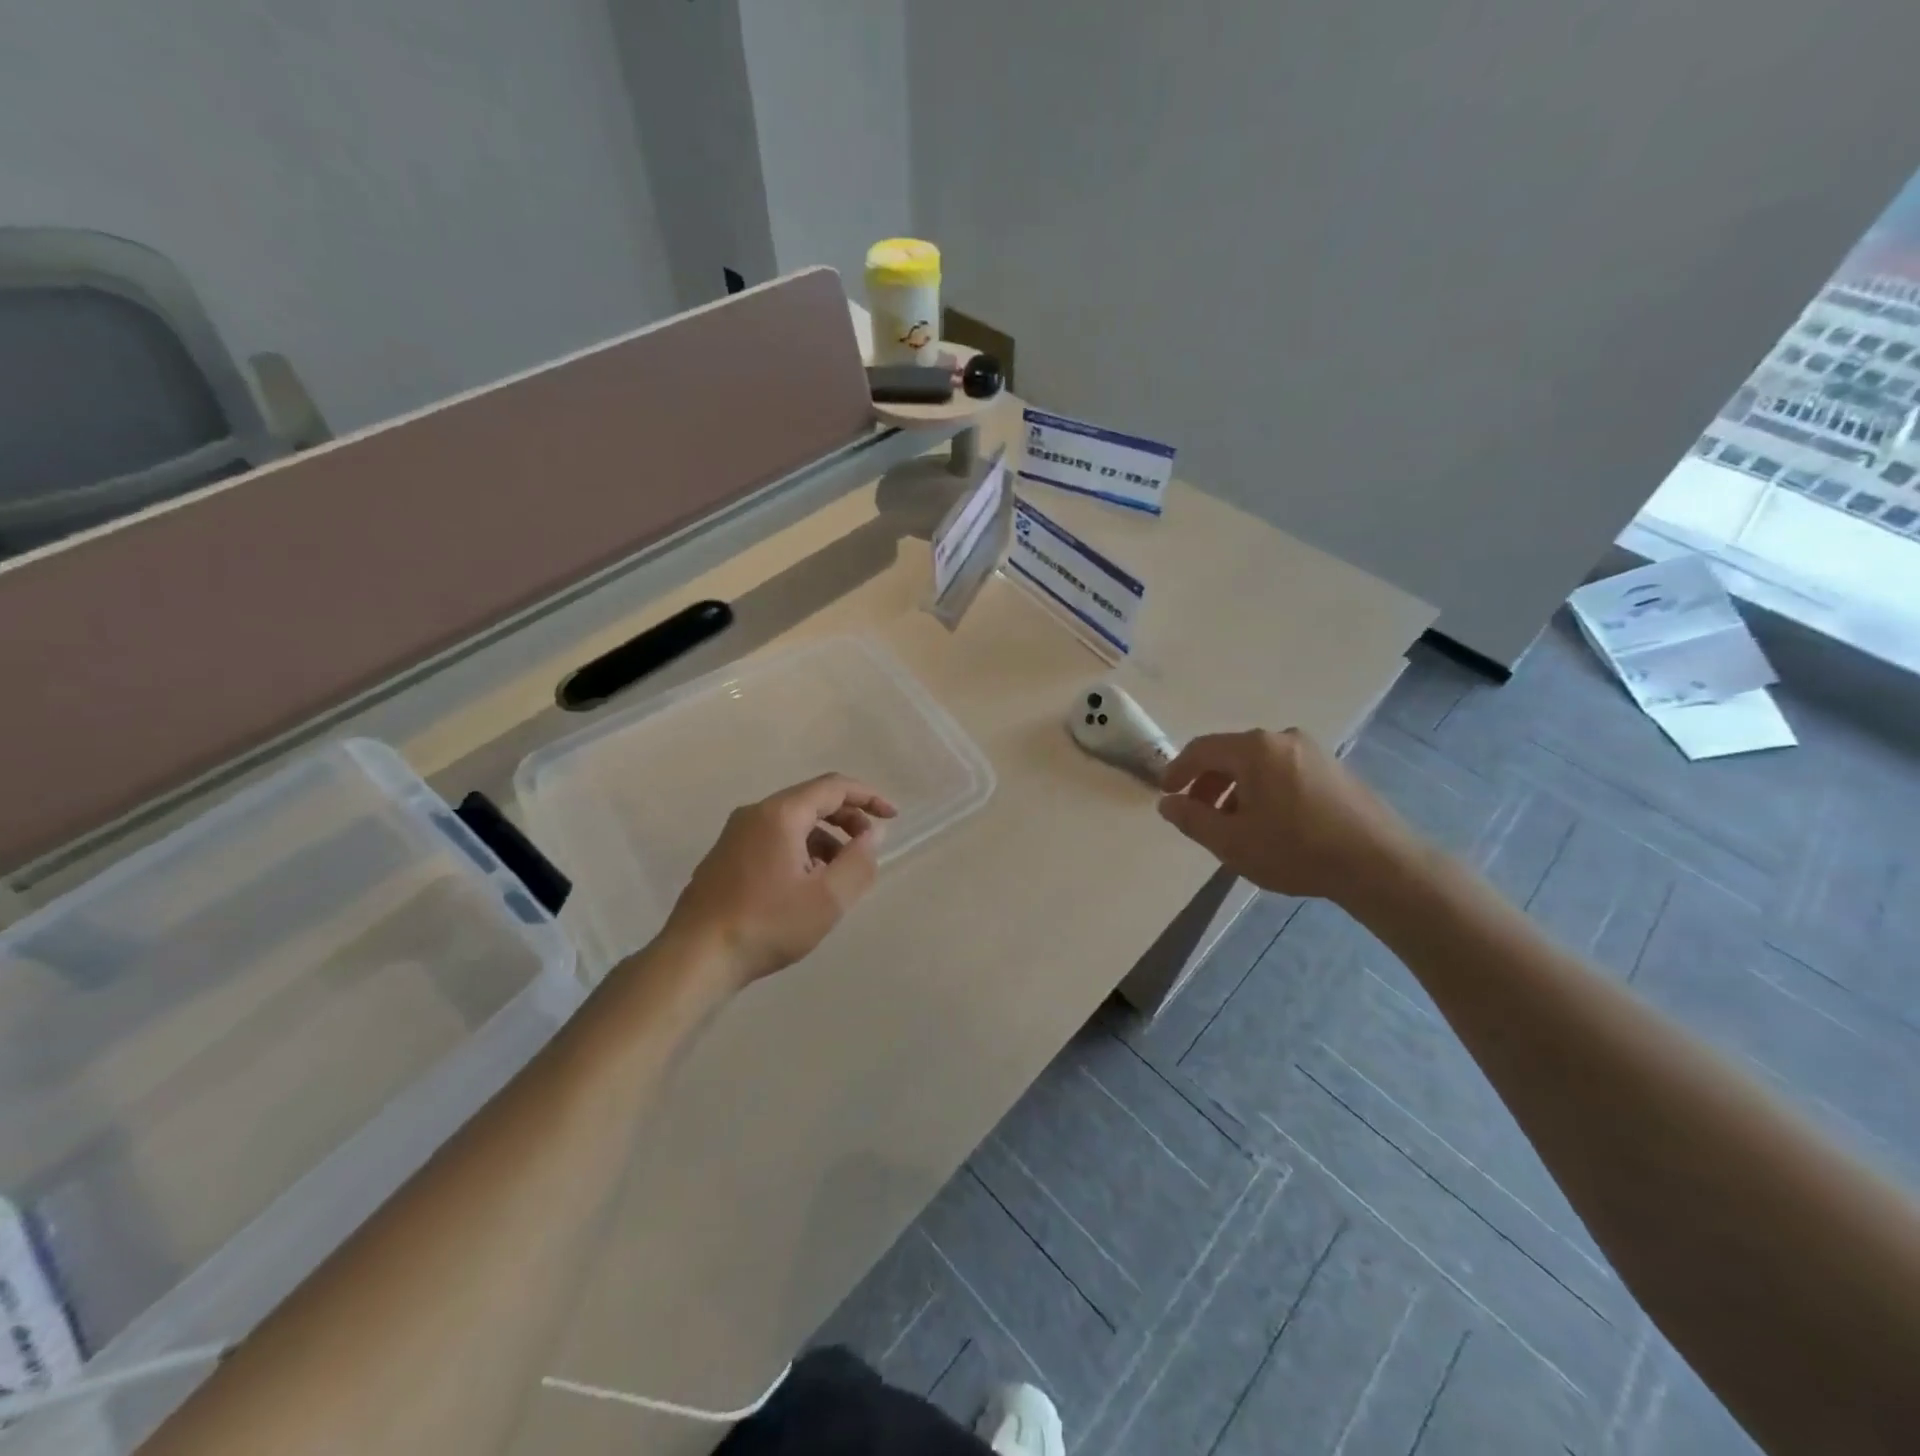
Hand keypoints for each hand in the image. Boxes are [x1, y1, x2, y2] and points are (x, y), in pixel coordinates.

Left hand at [663, 774, 897, 986]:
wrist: (694, 958)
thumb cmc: (766, 924)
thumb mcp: (827, 899)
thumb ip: (858, 861)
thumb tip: (872, 834)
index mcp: (780, 814)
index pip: (833, 787)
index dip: (868, 797)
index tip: (893, 817)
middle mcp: (755, 814)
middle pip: (811, 801)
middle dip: (847, 819)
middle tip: (868, 848)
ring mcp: (735, 835)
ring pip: (792, 823)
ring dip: (824, 839)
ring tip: (839, 875)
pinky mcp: (725, 857)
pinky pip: (773, 839)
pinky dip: (800, 851)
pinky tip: (806, 886)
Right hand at [1157, 728, 1423, 906]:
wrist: (1379, 864)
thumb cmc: (1296, 850)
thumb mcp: (1232, 842)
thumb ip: (1192, 819)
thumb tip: (1167, 803)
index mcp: (1254, 749)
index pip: (1201, 749)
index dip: (1177, 771)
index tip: (1166, 794)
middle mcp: (1282, 739)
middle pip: (1230, 754)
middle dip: (1208, 784)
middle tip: (1198, 815)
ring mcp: (1313, 751)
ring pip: (1258, 764)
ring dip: (1235, 790)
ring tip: (1233, 825)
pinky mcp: (1334, 769)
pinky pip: (1283, 771)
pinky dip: (1263, 790)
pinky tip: (1269, 823)